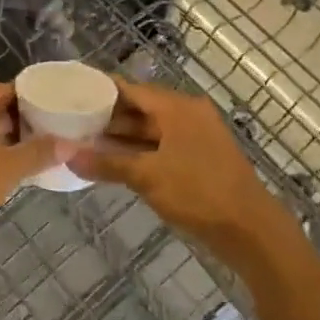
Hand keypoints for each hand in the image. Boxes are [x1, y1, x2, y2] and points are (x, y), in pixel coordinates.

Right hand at [71, 80, 298, 260]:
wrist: (252, 230)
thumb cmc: (199, 193)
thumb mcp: (147, 176)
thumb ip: (107, 163)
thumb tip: (67, 154)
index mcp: (177, 107)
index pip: (131, 89)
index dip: (101, 91)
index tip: (72, 93)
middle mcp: (188, 114)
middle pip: (141, 109)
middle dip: (108, 118)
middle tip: (72, 123)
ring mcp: (197, 137)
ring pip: (151, 131)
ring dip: (122, 139)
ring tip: (86, 145)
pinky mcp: (201, 159)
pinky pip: (162, 147)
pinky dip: (139, 153)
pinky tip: (115, 164)